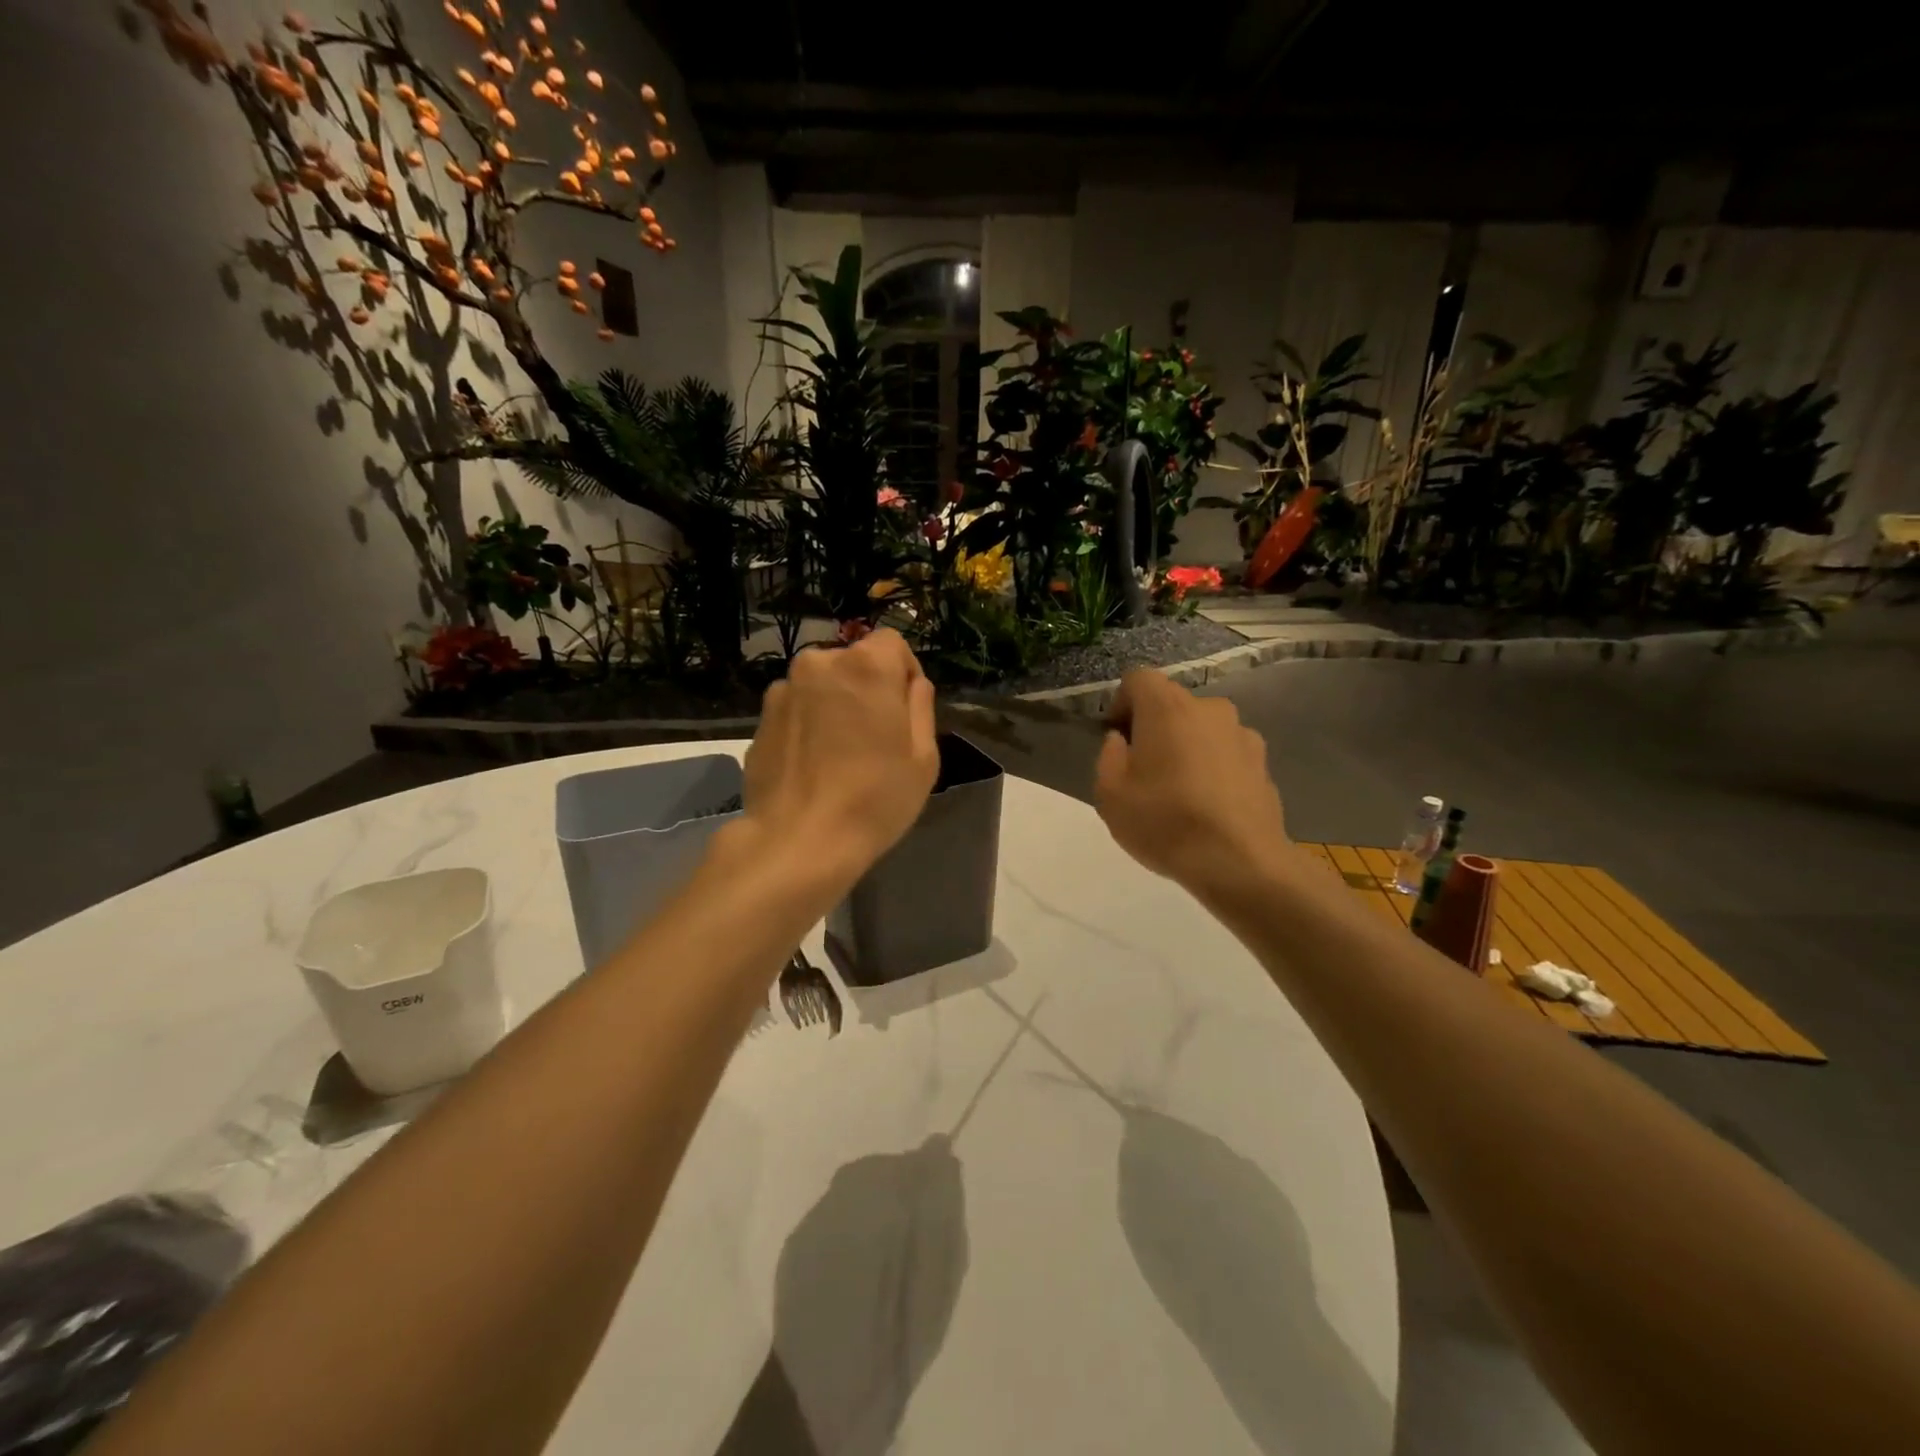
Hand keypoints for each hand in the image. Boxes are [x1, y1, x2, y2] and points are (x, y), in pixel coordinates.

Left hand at [740, 628, 939, 881]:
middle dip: (866, 688)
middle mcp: (819, 663)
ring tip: (839, 755)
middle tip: (874, 737)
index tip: (904, 712)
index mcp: (866, 665)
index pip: (893, 643)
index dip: (903, 674)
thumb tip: (912, 684)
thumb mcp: (923, 757)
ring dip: (833, 705)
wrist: (798, 841)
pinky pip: (795, 711)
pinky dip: (807, 726)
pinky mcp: (759, 720)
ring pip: (821, 686)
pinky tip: (812, 767)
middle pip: (853, 663)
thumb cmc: (875, 798)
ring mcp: (783, 691)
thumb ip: (920, 706)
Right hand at [1095, 671, 1295, 897]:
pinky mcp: (1263, 763)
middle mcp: (1209, 709)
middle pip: (1172, 704)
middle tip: (1143, 771)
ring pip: (1201, 729)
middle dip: (1154, 728)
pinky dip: (1213, 769)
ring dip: (1187, 748)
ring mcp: (1243, 734)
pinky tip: (1208, 806)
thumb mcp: (1109, 794)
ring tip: (1180, 792)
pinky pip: (1226, 754)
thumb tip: (1122, 742)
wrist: (1240, 862)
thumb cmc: (1164, 822)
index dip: (1121, 703)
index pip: (1138, 679)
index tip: (1117, 739)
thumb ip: (1109, 756)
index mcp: (1168, 707)